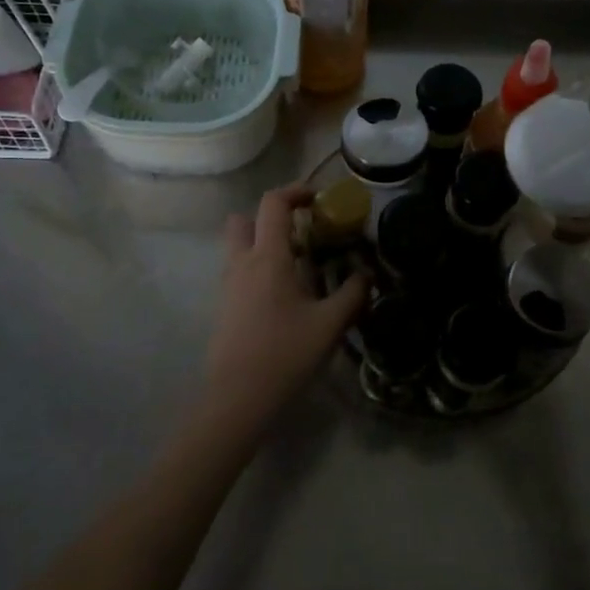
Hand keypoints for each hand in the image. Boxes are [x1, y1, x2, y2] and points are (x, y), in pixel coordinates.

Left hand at [201, 184, 369, 428]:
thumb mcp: (330, 324)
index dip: (295, 191)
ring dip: (263, 242)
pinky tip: (284, 295)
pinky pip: (238, 270)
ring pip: (238, 246)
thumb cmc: (285, 354)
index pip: (273, 203)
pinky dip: (258, 267)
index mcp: (268, 257)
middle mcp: (242, 263)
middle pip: (243, 219)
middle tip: (300, 232)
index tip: (318, 199)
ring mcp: (228, 285)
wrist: (238, 398)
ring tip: (297, 265)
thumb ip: (352, 293)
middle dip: (270, 217)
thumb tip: (365, 273)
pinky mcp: (224, 306)